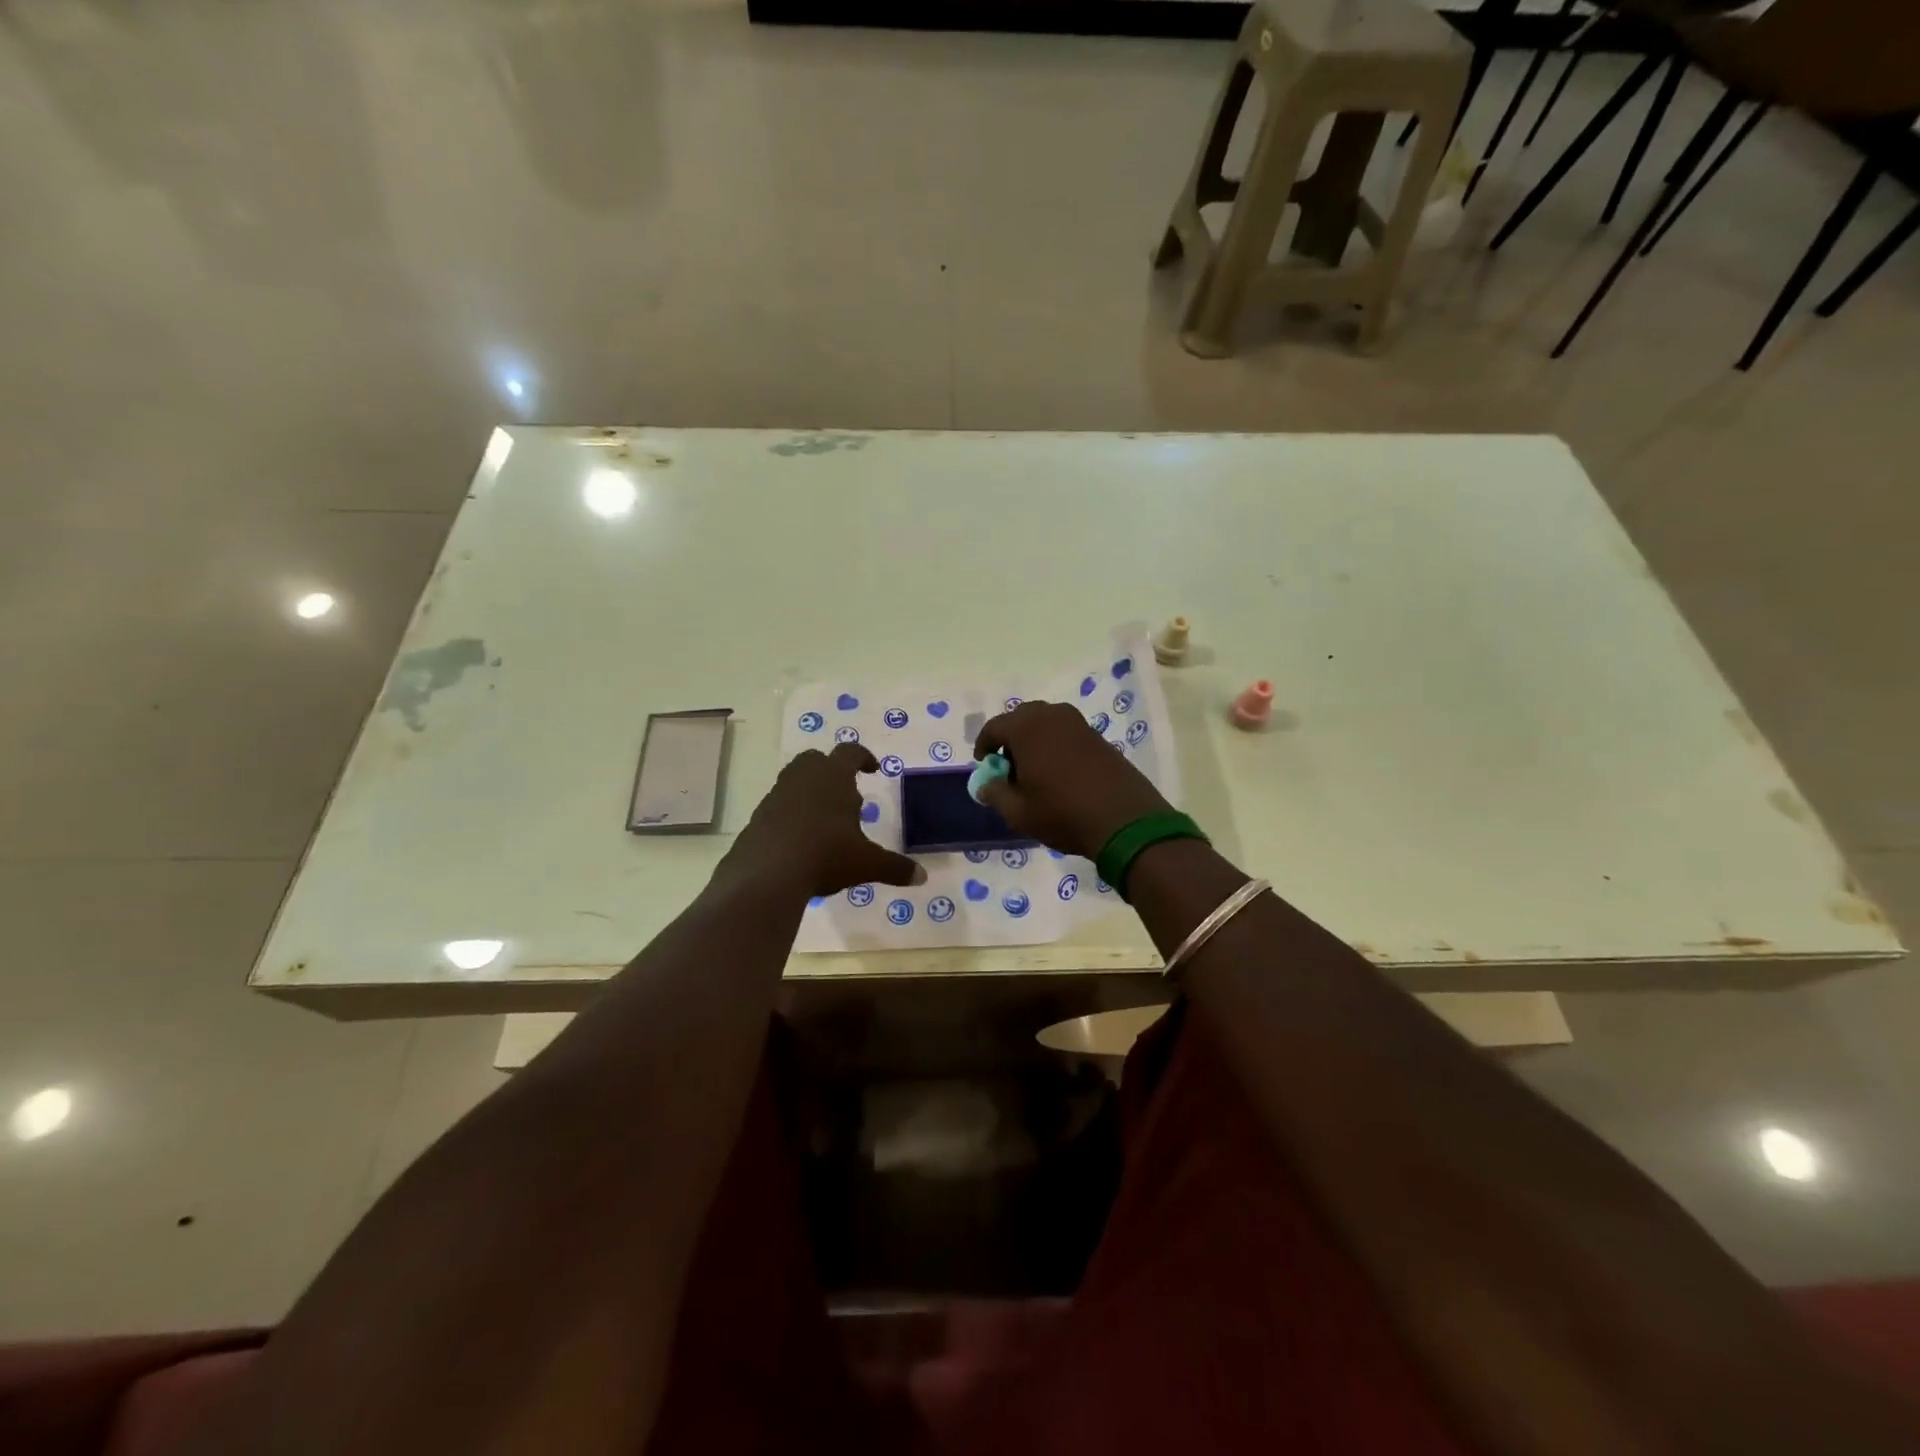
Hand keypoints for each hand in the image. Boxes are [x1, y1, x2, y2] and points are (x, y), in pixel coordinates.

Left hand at [727, 743, 922, 897]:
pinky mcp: (758, 817)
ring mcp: (776, 796)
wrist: (767, 874)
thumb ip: (894, 867)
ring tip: (825, 821)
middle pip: (815, 759)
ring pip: (794, 781)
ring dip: (810, 793)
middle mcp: (803, 778)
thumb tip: (922, 876)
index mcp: (834, 777)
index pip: (850, 752)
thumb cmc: (826, 855)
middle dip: (831, 771)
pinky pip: (778, 807)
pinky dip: (791, 816)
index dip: (864, 757)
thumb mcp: (866, 863)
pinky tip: (800, 841)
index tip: (873, 769)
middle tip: (845, 794)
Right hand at [974, 701, 1173, 859]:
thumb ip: (996, 794)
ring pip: (1046, 723)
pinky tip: (1059, 773)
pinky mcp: (1098, 736)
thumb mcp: (1019, 813)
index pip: (995, 727)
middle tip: (1009, 767)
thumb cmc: (1063, 814)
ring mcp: (1078, 724)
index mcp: (1027, 729)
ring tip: (1034, 771)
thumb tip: (985, 785)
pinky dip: (1055, 745)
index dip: (985, 746)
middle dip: (1010, 738)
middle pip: (1021, 718)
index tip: (986, 767)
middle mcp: (1052, 716)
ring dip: (1034, 740)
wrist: (1124, 820)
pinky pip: (1066, 732)